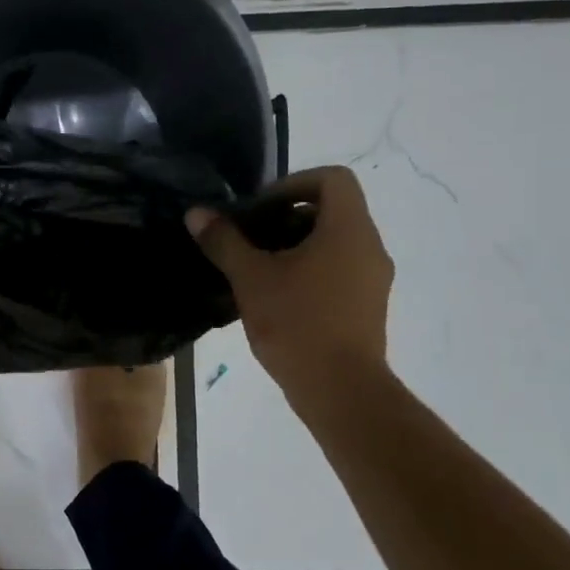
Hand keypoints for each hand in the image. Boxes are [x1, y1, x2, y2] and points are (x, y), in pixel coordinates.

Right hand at [188, 166, 394, 413]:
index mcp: (348, 230)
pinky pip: (339, 270)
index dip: (293, 183)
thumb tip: (196, 213)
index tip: (260, 209)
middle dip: (286, 217)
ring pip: (334, 243)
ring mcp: (373, 279)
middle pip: (332, 210)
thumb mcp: (251, 277)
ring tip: (256, 269)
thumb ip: (224, 241)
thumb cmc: (298, 323)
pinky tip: (276, 297)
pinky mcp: (367, 306)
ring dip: (295, 245)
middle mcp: (369, 247)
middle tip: (250, 238)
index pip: (333, 179)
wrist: (341, 391)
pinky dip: (309, 270)